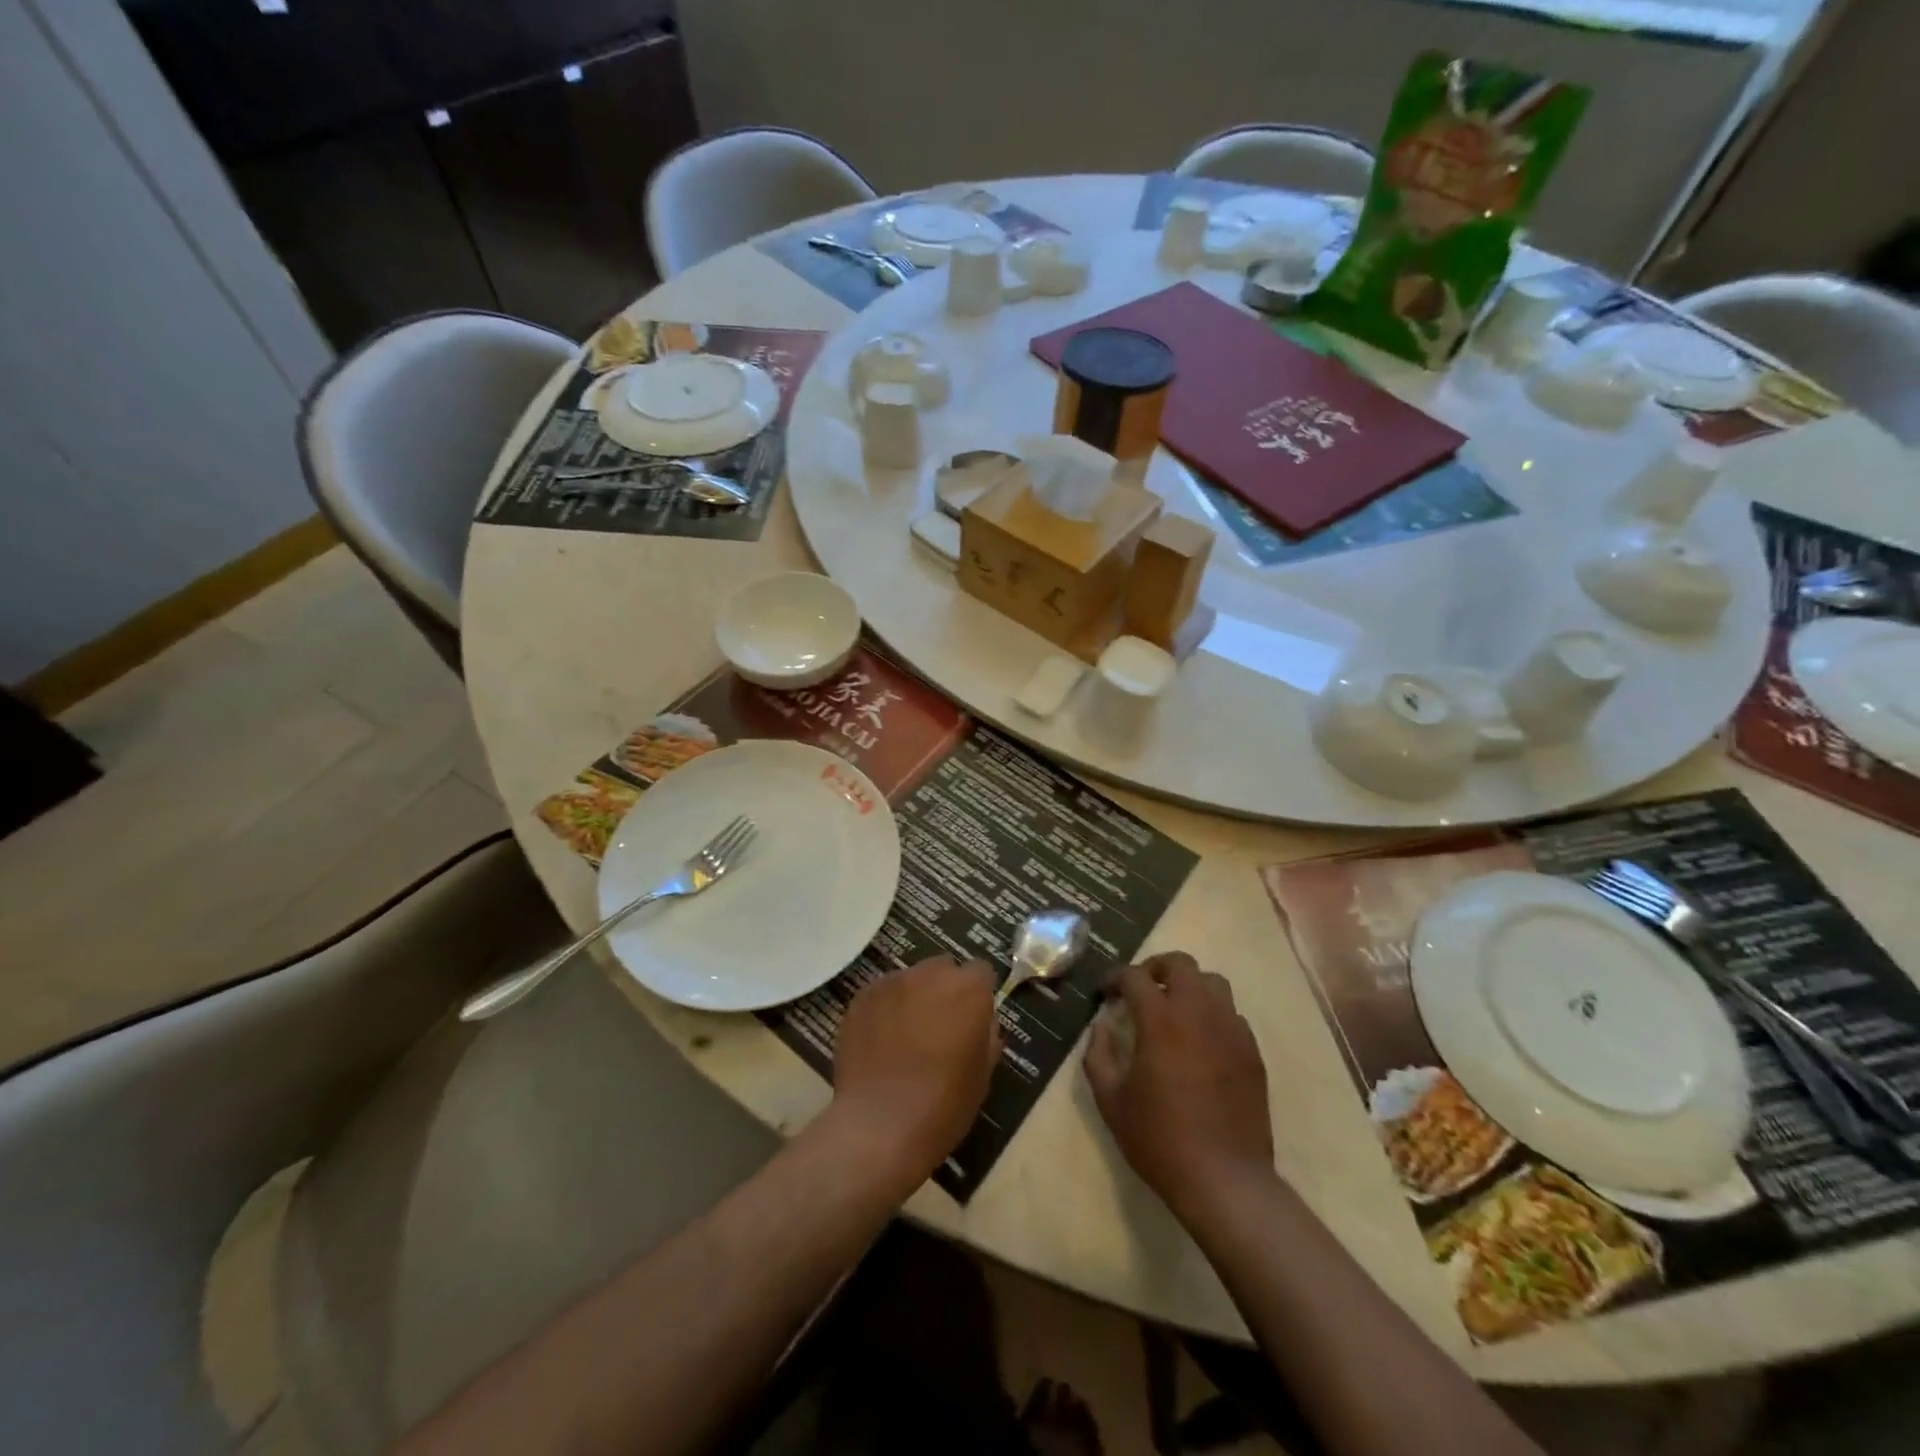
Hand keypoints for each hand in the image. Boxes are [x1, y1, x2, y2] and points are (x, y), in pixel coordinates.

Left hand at [829, 956, 999, 1186]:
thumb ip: (986, 1035)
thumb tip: (981, 1022)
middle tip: (940, 1026)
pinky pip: (881, 994)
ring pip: (910, 979)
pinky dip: (885, 1009)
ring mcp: (892, 982)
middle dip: (944, 990)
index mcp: (968, 989)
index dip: (978, 994)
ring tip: (905, 1035)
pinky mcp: (861, 998)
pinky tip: (880, 1041)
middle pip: (943, 969)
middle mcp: (930, 974)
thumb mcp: (982, 1074)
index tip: (973, 1019)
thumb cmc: (944, 1104)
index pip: (980, 972)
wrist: (880, 1125)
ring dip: (913, 997)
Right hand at [1084, 953, 1274, 1225]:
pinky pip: (1231, 1014)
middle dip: (1155, 968)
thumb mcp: (1110, 1100)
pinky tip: (1200, 1042)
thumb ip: (1098, 1054)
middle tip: (1141, 990)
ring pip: (1213, 983)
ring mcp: (1231, 1030)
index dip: (1115, 978)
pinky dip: (1212, 1014)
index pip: (1135, 976)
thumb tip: (1102, 1026)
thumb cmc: (1159, 1139)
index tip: (1105, 994)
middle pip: (1181, 963)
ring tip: (1173, 1010)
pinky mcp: (1251, 1052)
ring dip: (1188, 986)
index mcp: (1160, 1020)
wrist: (1224, 1180)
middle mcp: (1198, 1013)